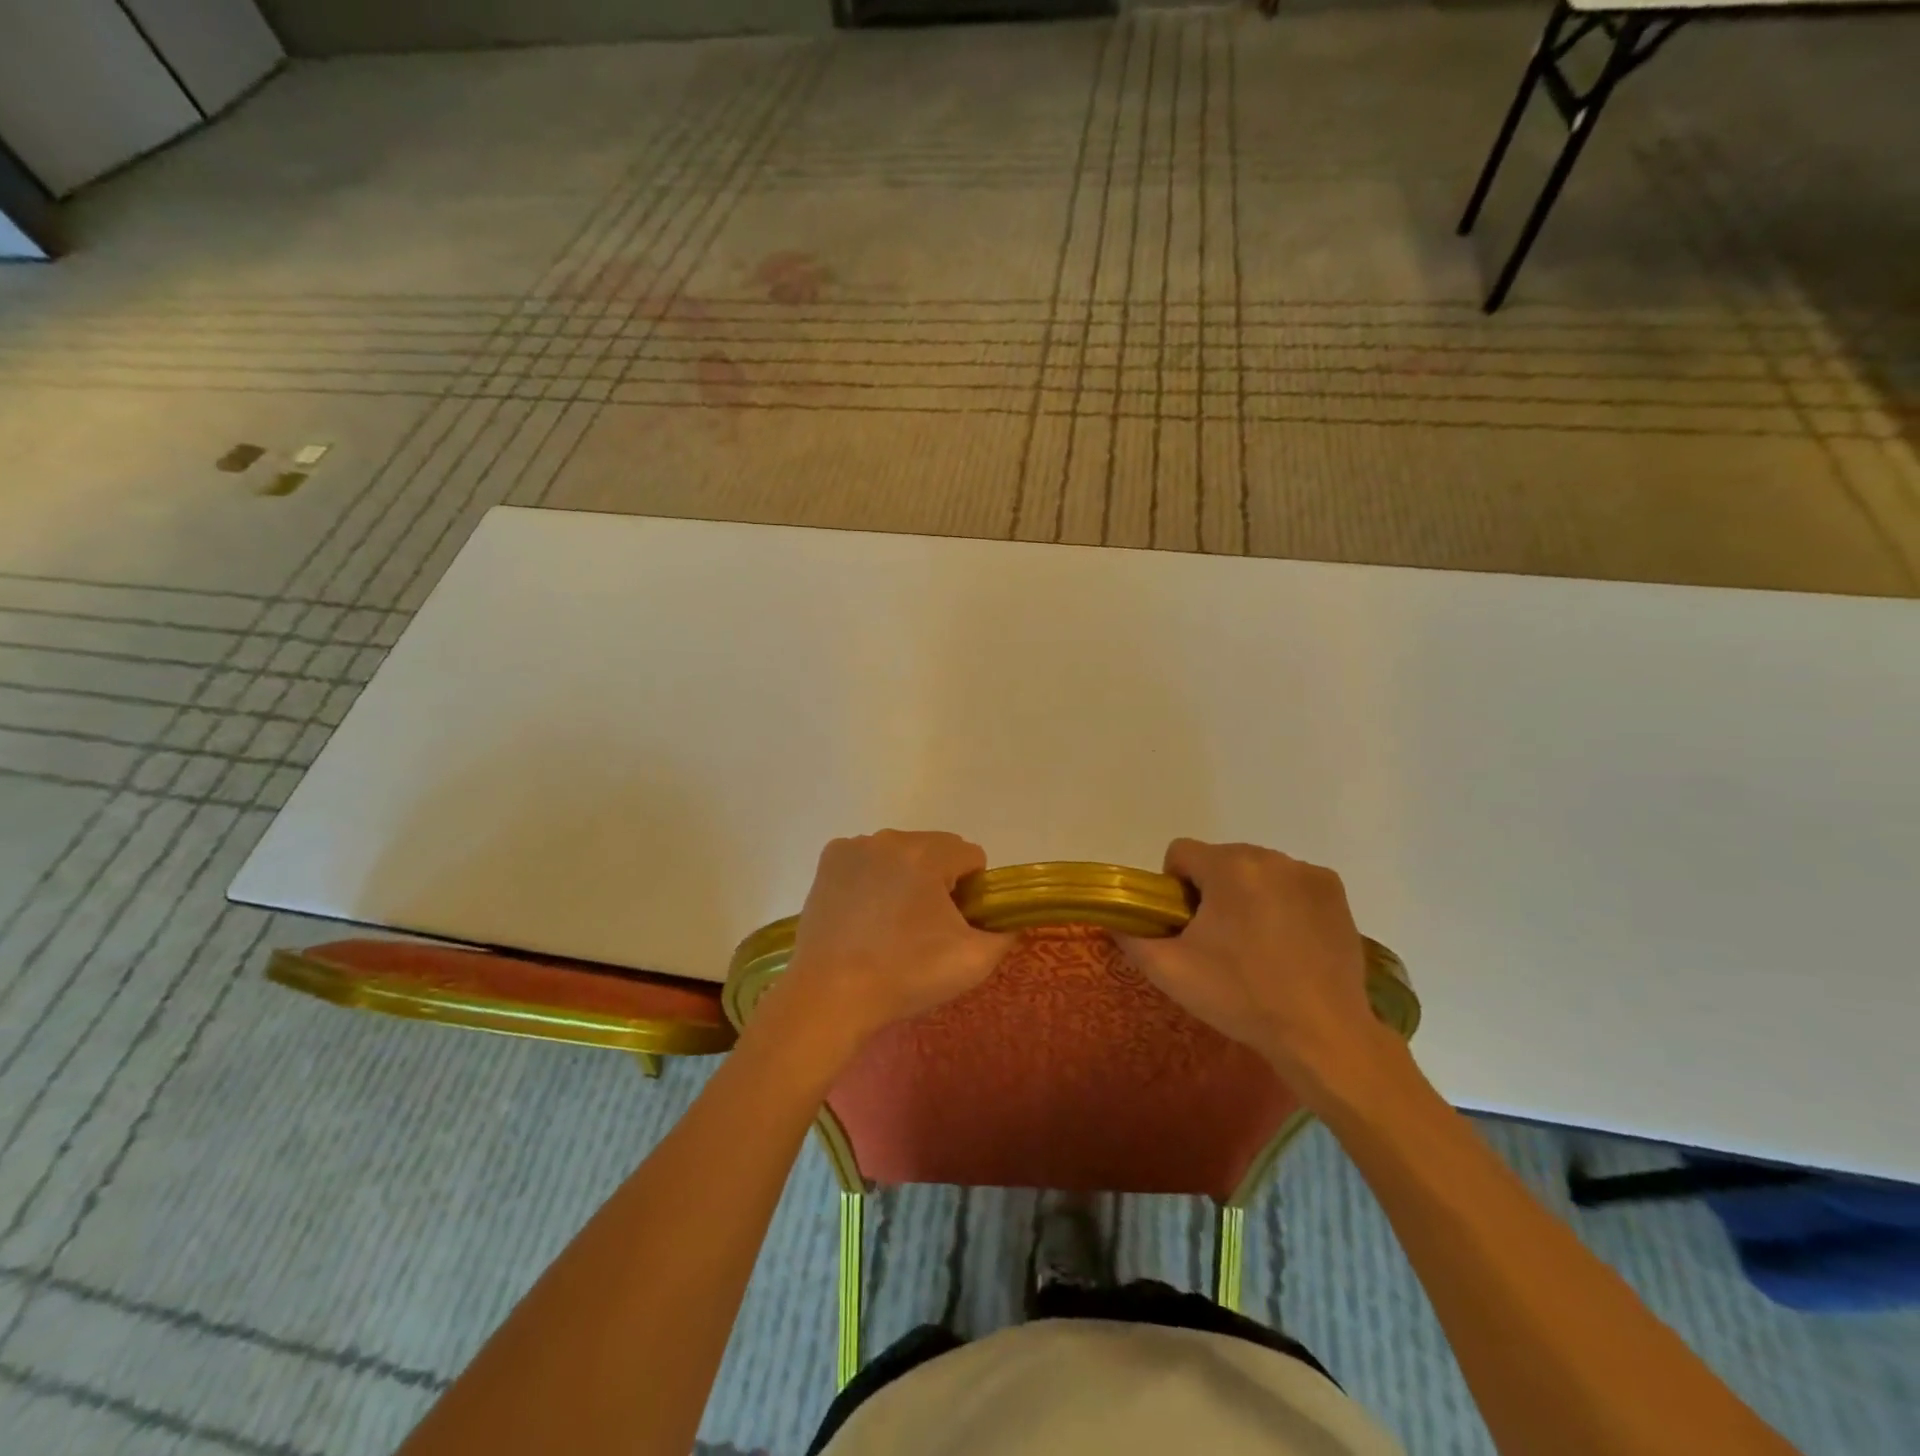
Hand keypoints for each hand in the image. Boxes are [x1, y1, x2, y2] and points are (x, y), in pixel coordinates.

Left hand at [776, 831, 1012, 1053]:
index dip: (972, 891)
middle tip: (924, 929)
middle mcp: (890, 838)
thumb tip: (1006, 919)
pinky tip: (863, 915)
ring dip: (905, 877)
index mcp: (928, 853)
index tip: (954, 924)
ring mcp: (855, 846)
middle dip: (938, 881)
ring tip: (889, 925)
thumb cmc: (905, 975)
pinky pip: (867, 860)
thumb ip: (1005, 932)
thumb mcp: (974, 961)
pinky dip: (872, 878)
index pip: (971, 856)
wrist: (830, 995)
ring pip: (900, 854)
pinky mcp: (828, 861)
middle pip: (935, 850)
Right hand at [1115, 839, 1393, 1103]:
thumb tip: (1115, 919)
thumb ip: (1131, 937)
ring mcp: (1308, 873)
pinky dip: (1283, 902)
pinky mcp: (1335, 892)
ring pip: (1256, 870)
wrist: (1322, 1035)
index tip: (1187, 926)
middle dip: (1212, 891)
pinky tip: (1289, 942)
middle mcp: (1271, 857)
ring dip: (1247, 894)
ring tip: (1257, 945)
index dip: (1174, 888)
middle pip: (1220, 860)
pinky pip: (1291, 883)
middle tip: (1219, 941)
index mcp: (1229, 867)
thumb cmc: (1241, 997)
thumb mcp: (1170, 971)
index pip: (1181, 853)